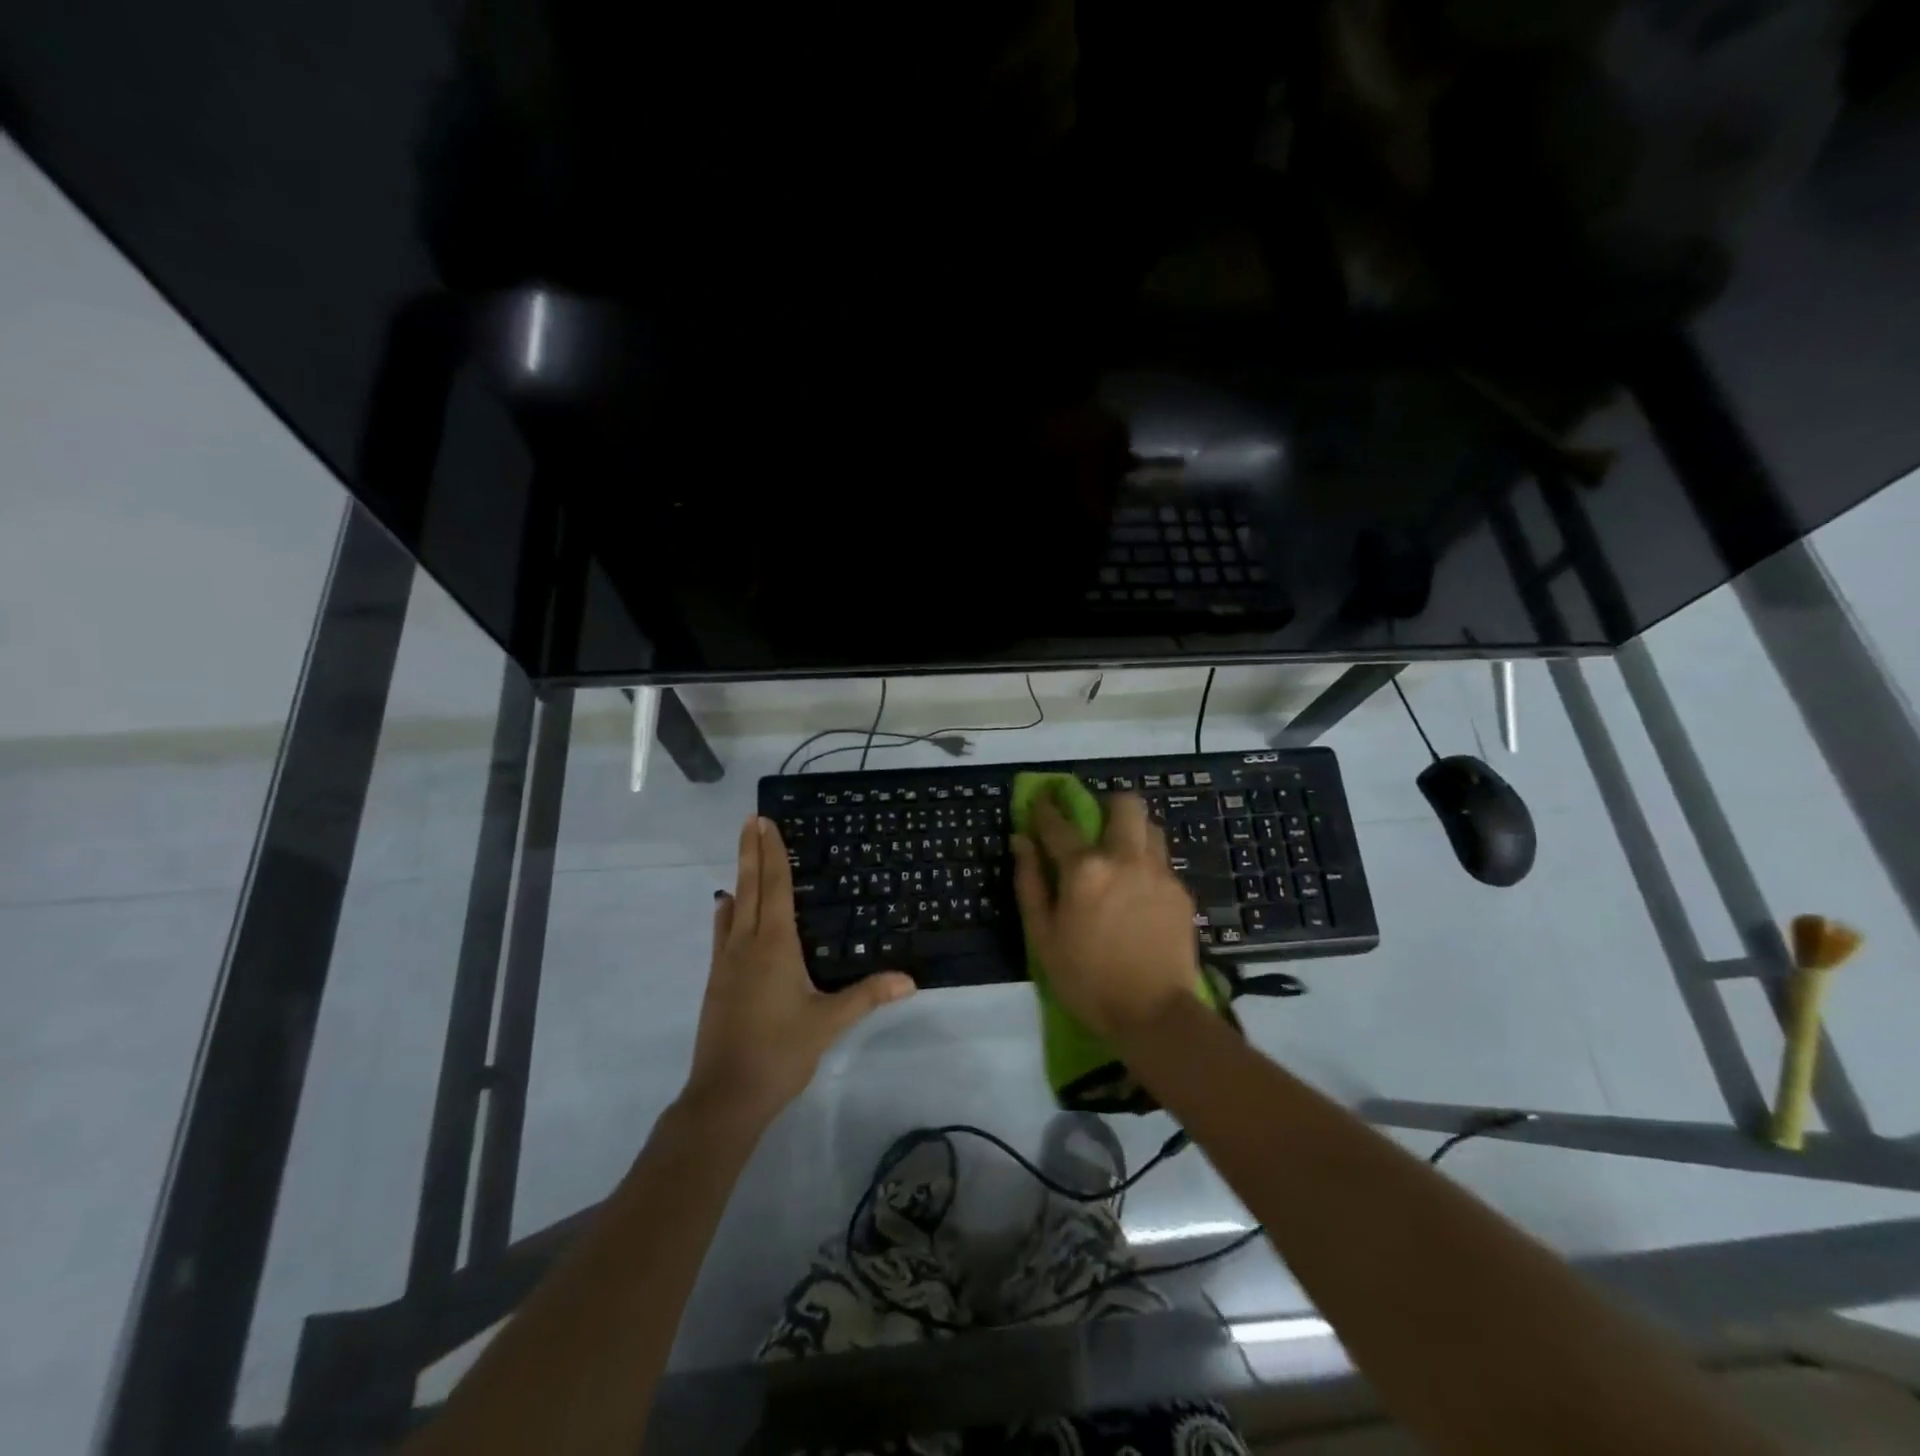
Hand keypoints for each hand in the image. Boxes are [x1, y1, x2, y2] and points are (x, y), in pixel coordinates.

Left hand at [685, 816, 914, 1125]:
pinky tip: (727, 910)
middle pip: (748, 888)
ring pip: (732, 908)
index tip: (765, 823)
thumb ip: (868, 996)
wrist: (725, 1096)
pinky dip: (727, 912)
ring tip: (744, 855)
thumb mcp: (828, 1023)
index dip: (772, 854)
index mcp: (774, 946)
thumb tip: (909, 979)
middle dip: (751, 852)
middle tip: (750, 820)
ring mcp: (726, 964)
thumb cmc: (780, 1052)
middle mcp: (746, 945)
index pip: (774, 888)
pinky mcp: (716, 983)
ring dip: (739, 878)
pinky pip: (722, 933)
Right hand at [1011, 791, 1200, 1040]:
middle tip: (1096, 824)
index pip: (1058, 824)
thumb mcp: (1043, 936)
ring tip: (1121, 857)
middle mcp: (1125, 858)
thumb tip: (1021, 841)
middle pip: (1125, 804)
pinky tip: (1139, 893)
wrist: (1154, 1014)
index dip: (1045, 807)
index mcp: (1085, 869)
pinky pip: (1162, 861)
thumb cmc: (1086, 979)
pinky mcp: (1181, 890)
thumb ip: (1030, 882)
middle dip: (1108, 803)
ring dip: (1132, 831)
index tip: (1041, 798)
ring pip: (1150, 827)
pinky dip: (1147, 864)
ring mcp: (1159, 872)